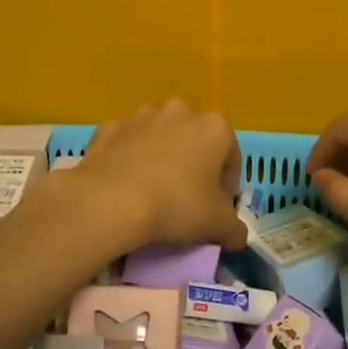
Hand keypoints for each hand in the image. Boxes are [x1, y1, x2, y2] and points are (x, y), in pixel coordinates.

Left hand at [74, 99, 248, 254]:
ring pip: (160, 137)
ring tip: (153, 192)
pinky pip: (128, 143)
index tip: (216, 210)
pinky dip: (129, 158)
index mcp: (215, 127)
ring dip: (161, 157)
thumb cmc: (176, 205)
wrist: (111, 201)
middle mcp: (181, 111)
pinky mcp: (111, 127)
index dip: (226, 187)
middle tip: (186, 200)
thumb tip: (237, 236)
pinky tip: (126, 185)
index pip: (231, 158)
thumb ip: (234, 229)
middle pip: (195, 141)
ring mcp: (142, 115)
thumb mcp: (217, 226)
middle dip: (194, 166)